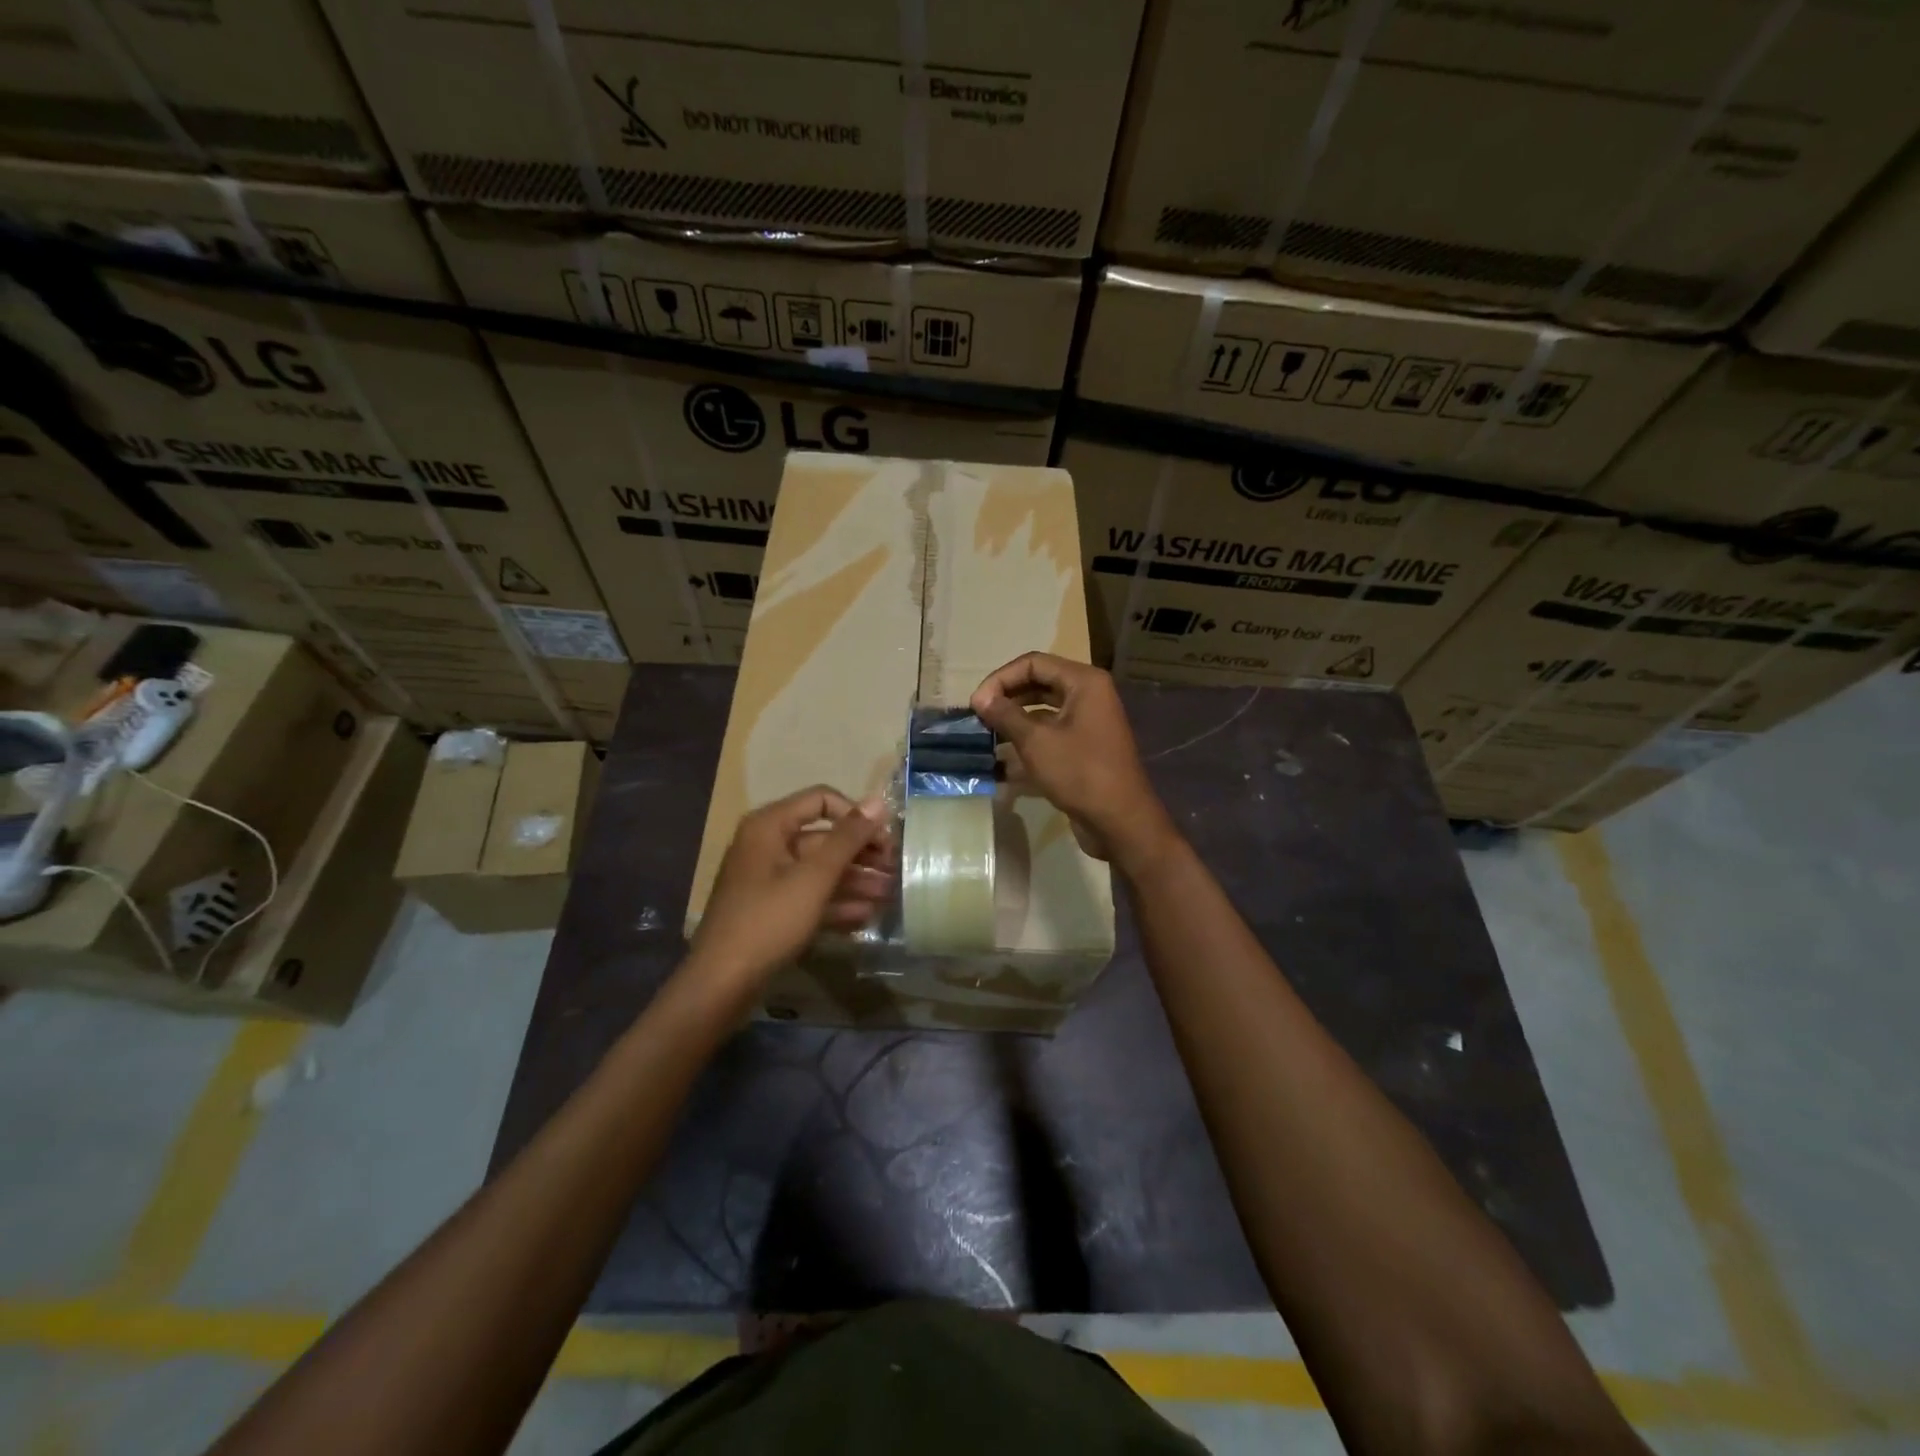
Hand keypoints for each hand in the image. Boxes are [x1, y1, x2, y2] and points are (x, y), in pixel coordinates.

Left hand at [690, 786, 891, 987]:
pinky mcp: (772, 909)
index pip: (822, 800)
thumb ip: (848, 838)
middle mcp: (768, 845)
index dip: (856, 815)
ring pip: (820, 870)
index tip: (884, 839)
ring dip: (855, 880)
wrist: (721, 983)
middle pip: (824, 838)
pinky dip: (836, 902)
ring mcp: (768, 879)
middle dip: (861, 853)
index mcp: (770, 826)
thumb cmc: (769, 921)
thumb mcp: (814, 877)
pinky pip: (810, 895)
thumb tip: (879, 801)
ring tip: (889, 894)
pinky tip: (866, 915)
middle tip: (896, 870)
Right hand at [970, 653, 1178, 868]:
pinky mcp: (1084, 747)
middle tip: (978, 716)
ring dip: (1014, 719)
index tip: (976, 703)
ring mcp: (1088, 722)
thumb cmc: (1079, 773)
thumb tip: (981, 698)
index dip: (1001, 678)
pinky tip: (1002, 758)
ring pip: (1043, 709)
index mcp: (1083, 682)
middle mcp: (1089, 695)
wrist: (1120, 821)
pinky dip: (1027, 739)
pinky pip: (1051, 732)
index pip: (1033, 663)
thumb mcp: (1036, 741)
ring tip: (986, 734)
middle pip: (1039, 683)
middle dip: (1006, 697)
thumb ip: (1006, 715)